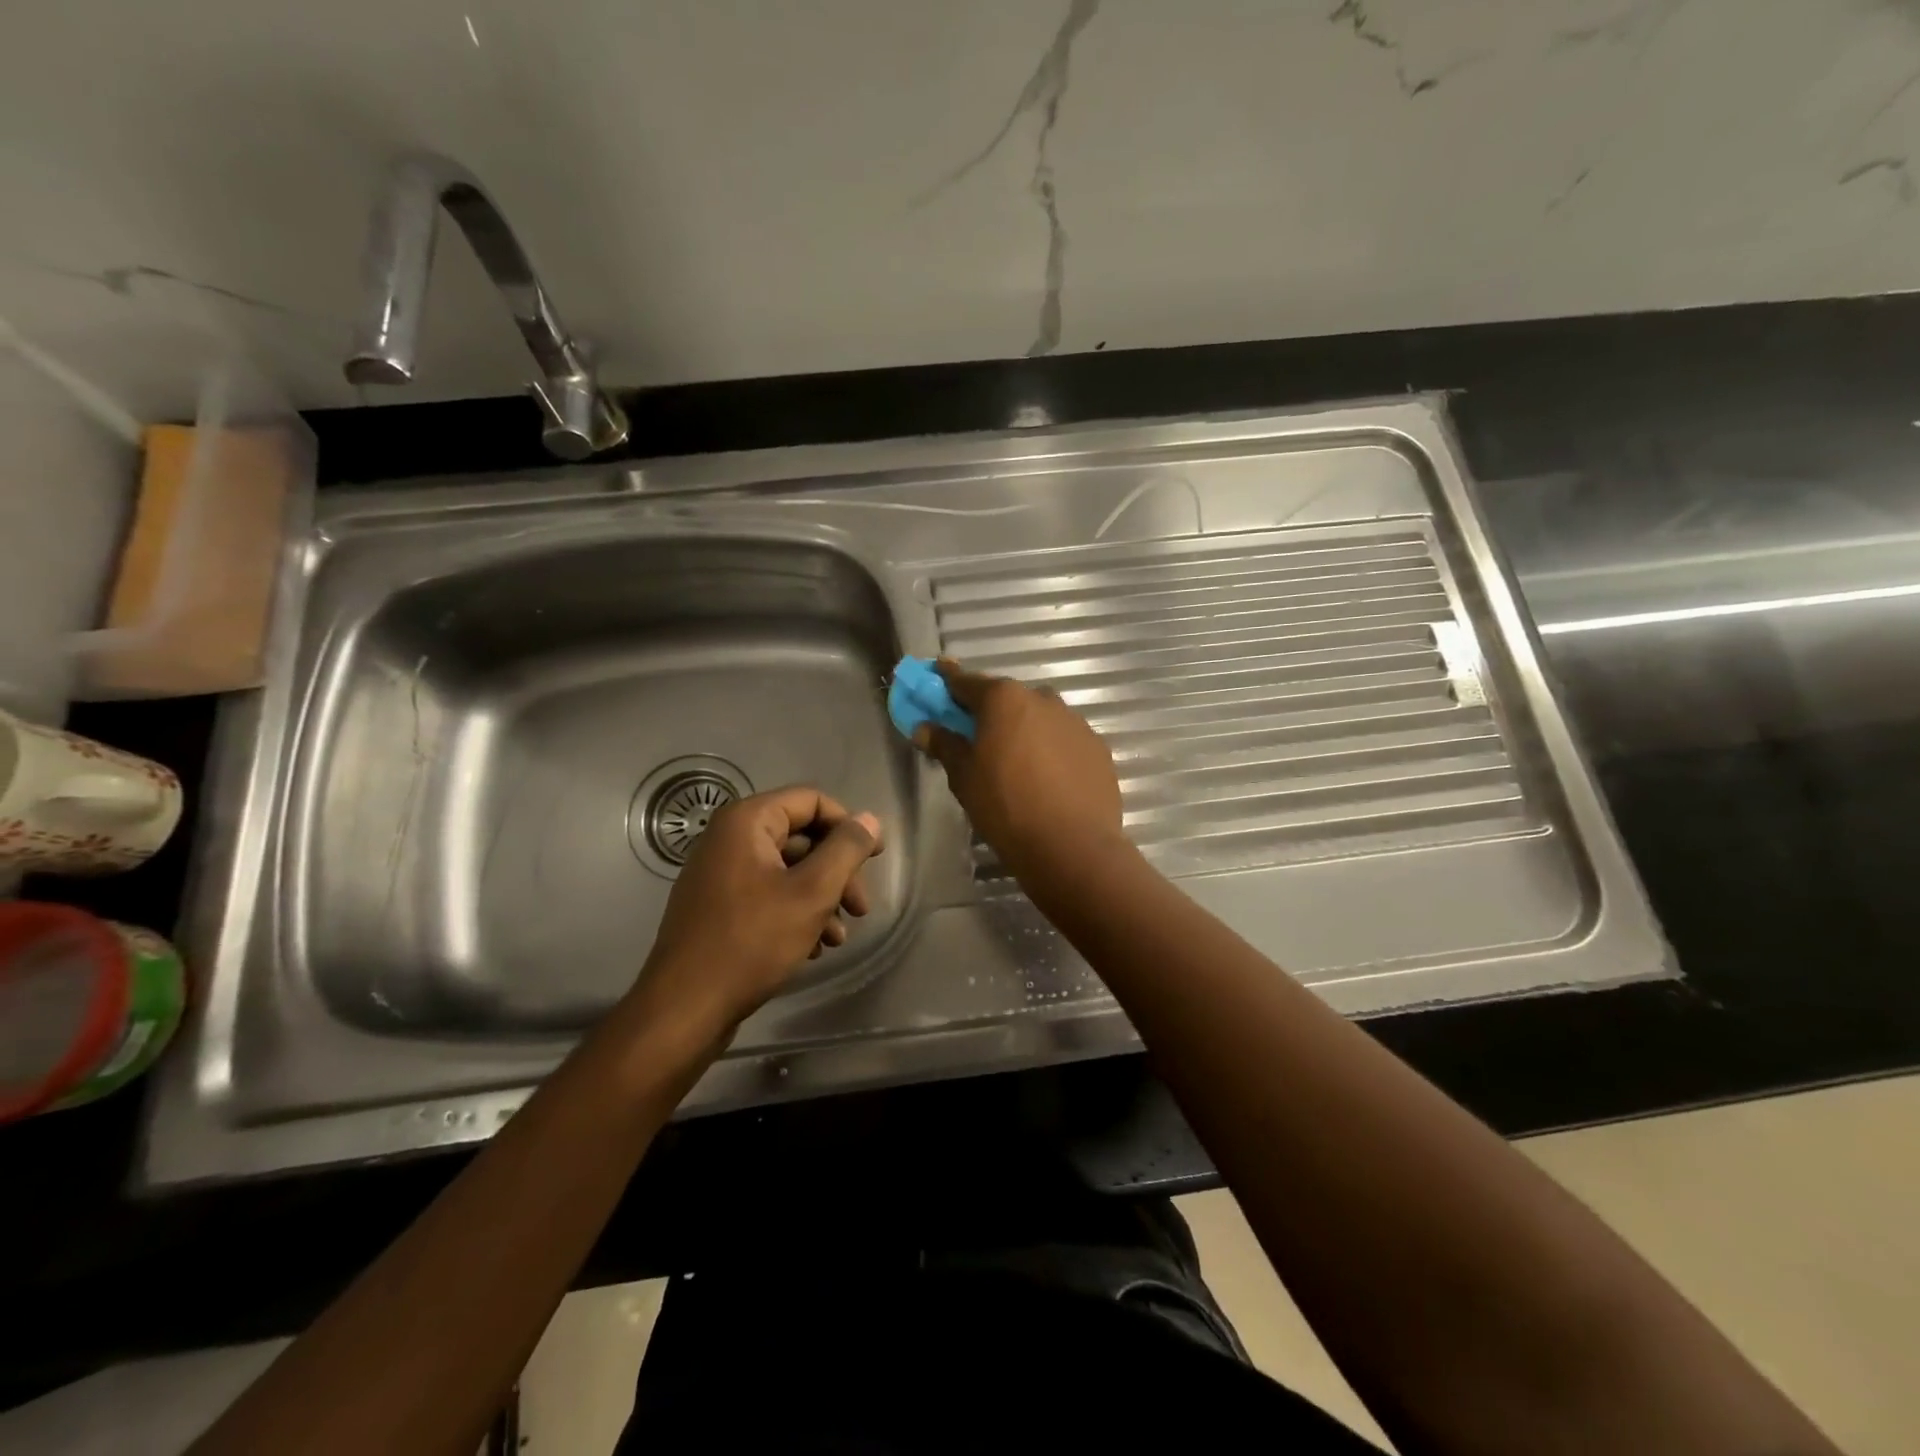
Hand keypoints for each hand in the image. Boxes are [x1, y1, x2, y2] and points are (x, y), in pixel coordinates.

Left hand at [637, 786, 882, 1036]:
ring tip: (839, 937)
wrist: (685, 1008)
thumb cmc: (752, 941)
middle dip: (838, 872)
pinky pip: (768, 894)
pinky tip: (814, 947)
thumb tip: (869, 820)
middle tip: (861, 908)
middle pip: (802, 837)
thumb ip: (846, 850)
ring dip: (822, 898)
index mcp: (747, 822)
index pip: (812, 801)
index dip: (848, 826)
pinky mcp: (718, 907)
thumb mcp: (812, 892)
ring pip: (788, 871)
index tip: (875, 859)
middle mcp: (729, 838)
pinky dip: (796, 913)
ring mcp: (720, 874)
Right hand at [912, 658, 1125, 878]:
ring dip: (1024, 729)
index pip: (967, 682)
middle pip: (1007, 698)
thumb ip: (945, 745)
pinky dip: (1051, 750)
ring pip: (1040, 717)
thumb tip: (924, 728)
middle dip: (990, 711)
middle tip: (977, 735)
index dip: (948, 680)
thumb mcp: (964, 778)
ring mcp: (1075, 722)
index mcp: (1004, 699)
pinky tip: (1047, 779)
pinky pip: (1064, 740)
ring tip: (1016, 762)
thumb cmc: (1005, 807)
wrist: (1071, 846)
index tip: (938, 674)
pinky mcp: (1097, 748)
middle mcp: (1042, 699)